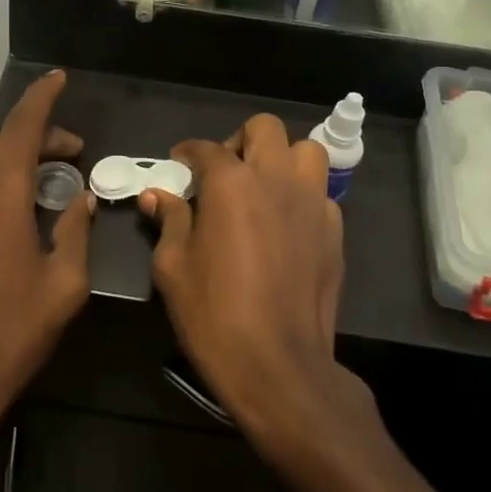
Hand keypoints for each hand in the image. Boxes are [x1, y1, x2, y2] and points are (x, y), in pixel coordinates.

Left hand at [0, 71, 93, 460]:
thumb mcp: (65, 285)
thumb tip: (81, 200)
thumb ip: (74, 232)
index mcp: (2, 200)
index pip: (22, 131)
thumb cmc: (16, 333)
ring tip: (25, 169)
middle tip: (68, 156)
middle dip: (34, 139)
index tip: (57, 80)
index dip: (41, 101)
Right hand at [138, 115, 344, 430]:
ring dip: (281, 158)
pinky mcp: (334, 230)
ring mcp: (312, 202)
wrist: (277, 363)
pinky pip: (320, 193)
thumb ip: (169, 220)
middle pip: (264, 129)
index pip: (206, 148)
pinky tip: (285, 224)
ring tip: (263, 186)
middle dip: (239, 140)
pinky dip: (301, 195)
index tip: (179, 164)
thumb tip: (156, 194)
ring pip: (305, 151)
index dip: (188, 152)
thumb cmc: (213, 313)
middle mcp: (276, 179)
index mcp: (231, 183)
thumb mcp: (173, 266)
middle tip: (223, 172)